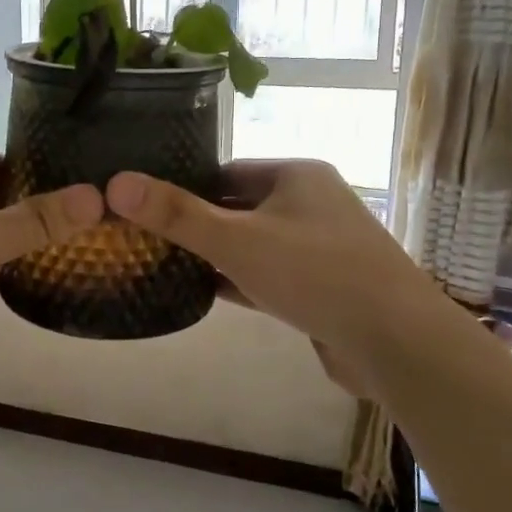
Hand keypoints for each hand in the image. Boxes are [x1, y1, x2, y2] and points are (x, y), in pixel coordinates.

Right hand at [106, 161, 433, 399]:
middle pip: (239, 206)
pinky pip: (270, 276)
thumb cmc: (315, 273)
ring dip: (217, 254)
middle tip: (146, 238)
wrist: (396, 341)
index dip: (185, 185)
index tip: (145, 204)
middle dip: (198, 222)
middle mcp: (312, 204)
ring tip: (165, 263)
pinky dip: (240, 282)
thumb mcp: (236, 239)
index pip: (227, 170)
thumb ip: (177, 214)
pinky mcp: (323, 288)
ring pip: (255, 244)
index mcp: (297, 176)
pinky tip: (205, 293)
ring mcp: (321, 248)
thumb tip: (116, 183)